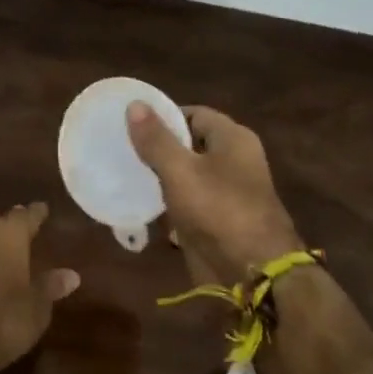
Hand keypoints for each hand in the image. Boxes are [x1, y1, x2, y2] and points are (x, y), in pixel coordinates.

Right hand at [126, 103, 303, 288]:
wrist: (252, 270)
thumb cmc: (218, 210)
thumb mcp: (180, 171)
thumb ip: (156, 140)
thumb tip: (134, 103)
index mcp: (232, 139)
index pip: (194, 114)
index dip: (163, 116)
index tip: (130, 124)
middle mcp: (232, 161)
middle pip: (189, 145)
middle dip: (157, 149)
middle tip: (121, 150)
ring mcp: (226, 192)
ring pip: (186, 176)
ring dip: (159, 179)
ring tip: (122, 176)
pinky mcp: (216, 220)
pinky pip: (187, 204)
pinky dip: (167, 205)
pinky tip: (139, 207)